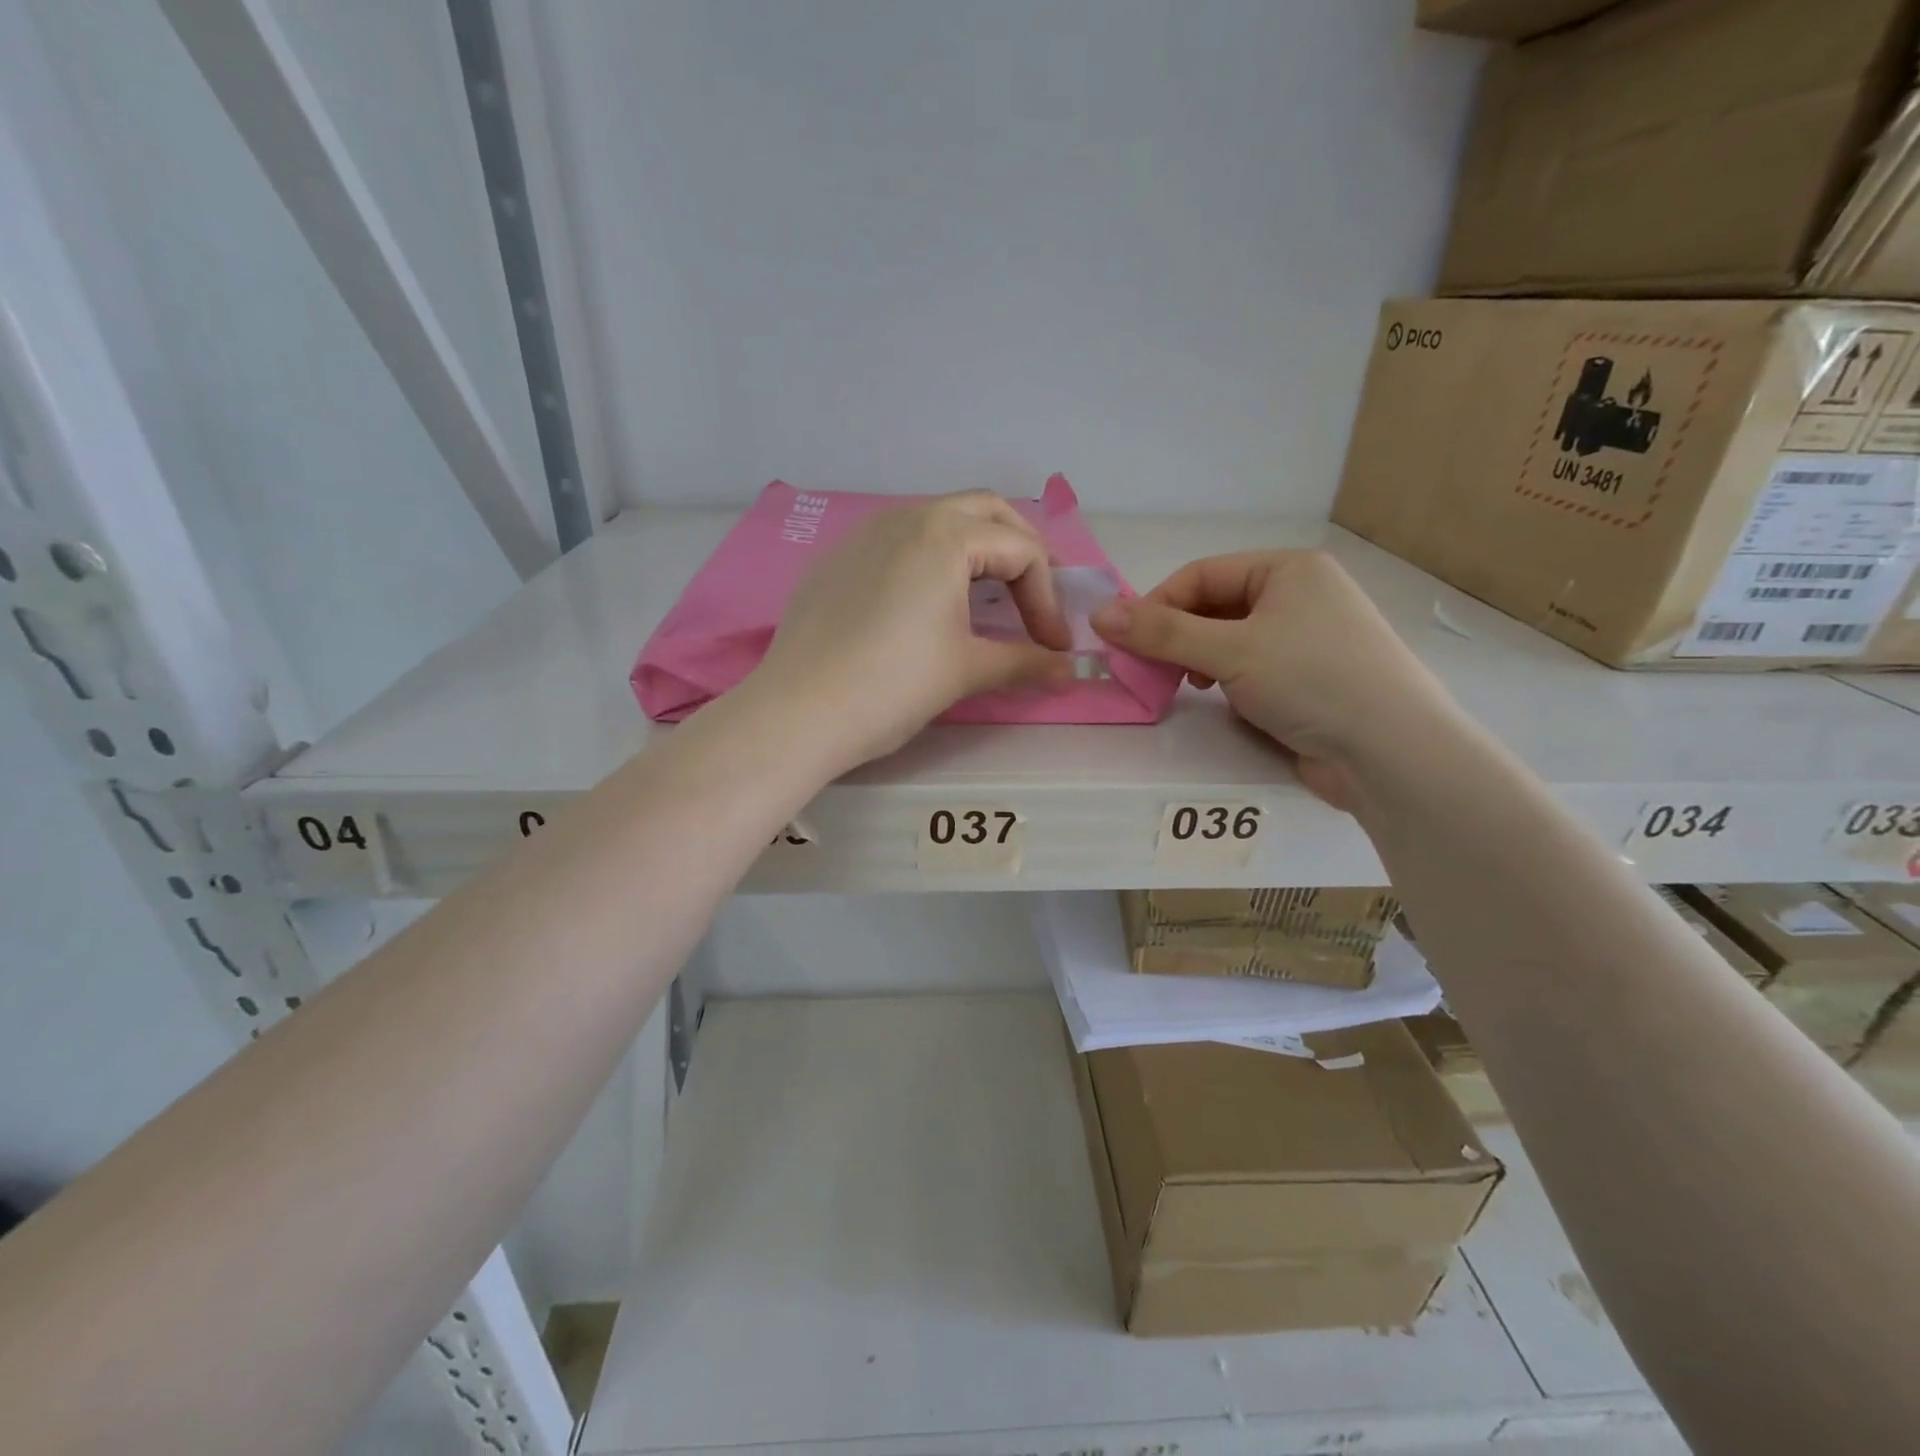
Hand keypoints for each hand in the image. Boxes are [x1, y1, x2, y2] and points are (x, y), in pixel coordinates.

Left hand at [747, 491, 1076, 770]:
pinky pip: (899, 541)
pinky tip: (926, 604)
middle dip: (1020, 551)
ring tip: (987, 598)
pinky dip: (931, 559)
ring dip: (975, 550)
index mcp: (945, 535)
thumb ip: (1024, 663)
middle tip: (1034, 597)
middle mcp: (906, 517)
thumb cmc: (893, 685)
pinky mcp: (838, 558)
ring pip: (938, 521)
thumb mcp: (966, 671)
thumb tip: (1068, 672)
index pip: (1021, 551)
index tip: (1054, 647)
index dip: (1048, 600)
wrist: (798, 711)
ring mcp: (865, 533)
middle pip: (985, 512)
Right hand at [1091, 550, 1458, 808]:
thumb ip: (1162, 632)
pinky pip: (1250, 668)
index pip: (1201, 574)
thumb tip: (1098, 615)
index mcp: (1288, 569)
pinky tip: (1223, 701)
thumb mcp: (1229, 651)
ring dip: (1199, 660)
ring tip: (1187, 686)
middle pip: (1214, 607)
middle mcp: (1300, 595)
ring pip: (1229, 640)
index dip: (1157, 605)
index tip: (1125, 642)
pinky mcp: (1309, 680)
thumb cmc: (1312, 681)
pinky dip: (1227, 680)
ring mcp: (1307, 639)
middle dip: (1178, 637)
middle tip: (1149, 669)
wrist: (1391, 753)